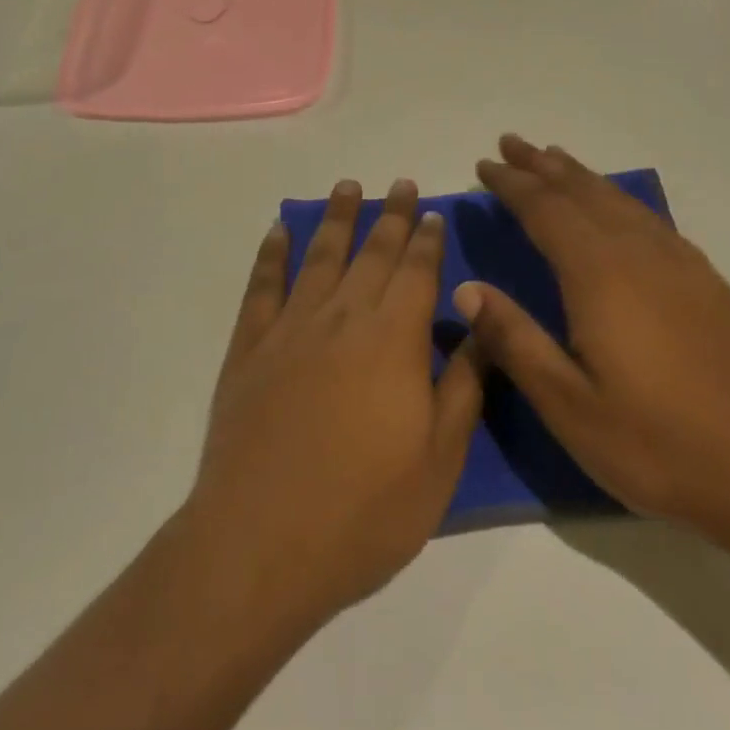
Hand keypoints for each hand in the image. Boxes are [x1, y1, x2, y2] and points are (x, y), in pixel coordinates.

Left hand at [189, 179, 484, 628]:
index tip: (432, 211)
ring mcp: (291, 329)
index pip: (417, 272)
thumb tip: (480, 325)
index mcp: (394, 340)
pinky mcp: (249, 348)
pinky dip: (271, 254)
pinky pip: (262, 287)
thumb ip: (463, 386)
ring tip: (347, 187)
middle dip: (390, 216)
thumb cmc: (364, 511)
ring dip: (336, 218)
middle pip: (372, 253)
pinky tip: (278, 231)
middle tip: (399, 184)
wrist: (260, 545)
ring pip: (319, 256)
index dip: (427, 239)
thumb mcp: (439, 461)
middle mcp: (343, 317)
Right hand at [457, 135, 729, 574]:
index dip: (511, 184)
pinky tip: (618, 208)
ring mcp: (679, 262)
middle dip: (541, 165)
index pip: (544, 210)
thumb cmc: (662, 446)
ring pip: (618, 199)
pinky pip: (648, 216)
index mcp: (599, 274)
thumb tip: (466, 289)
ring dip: (580, 175)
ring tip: (554, 159)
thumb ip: (516, 341)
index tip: (483, 165)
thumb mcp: (571, 407)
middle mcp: (638, 252)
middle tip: (510, 143)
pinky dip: (618, 198)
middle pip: (581, 191)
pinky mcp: (706, 280)